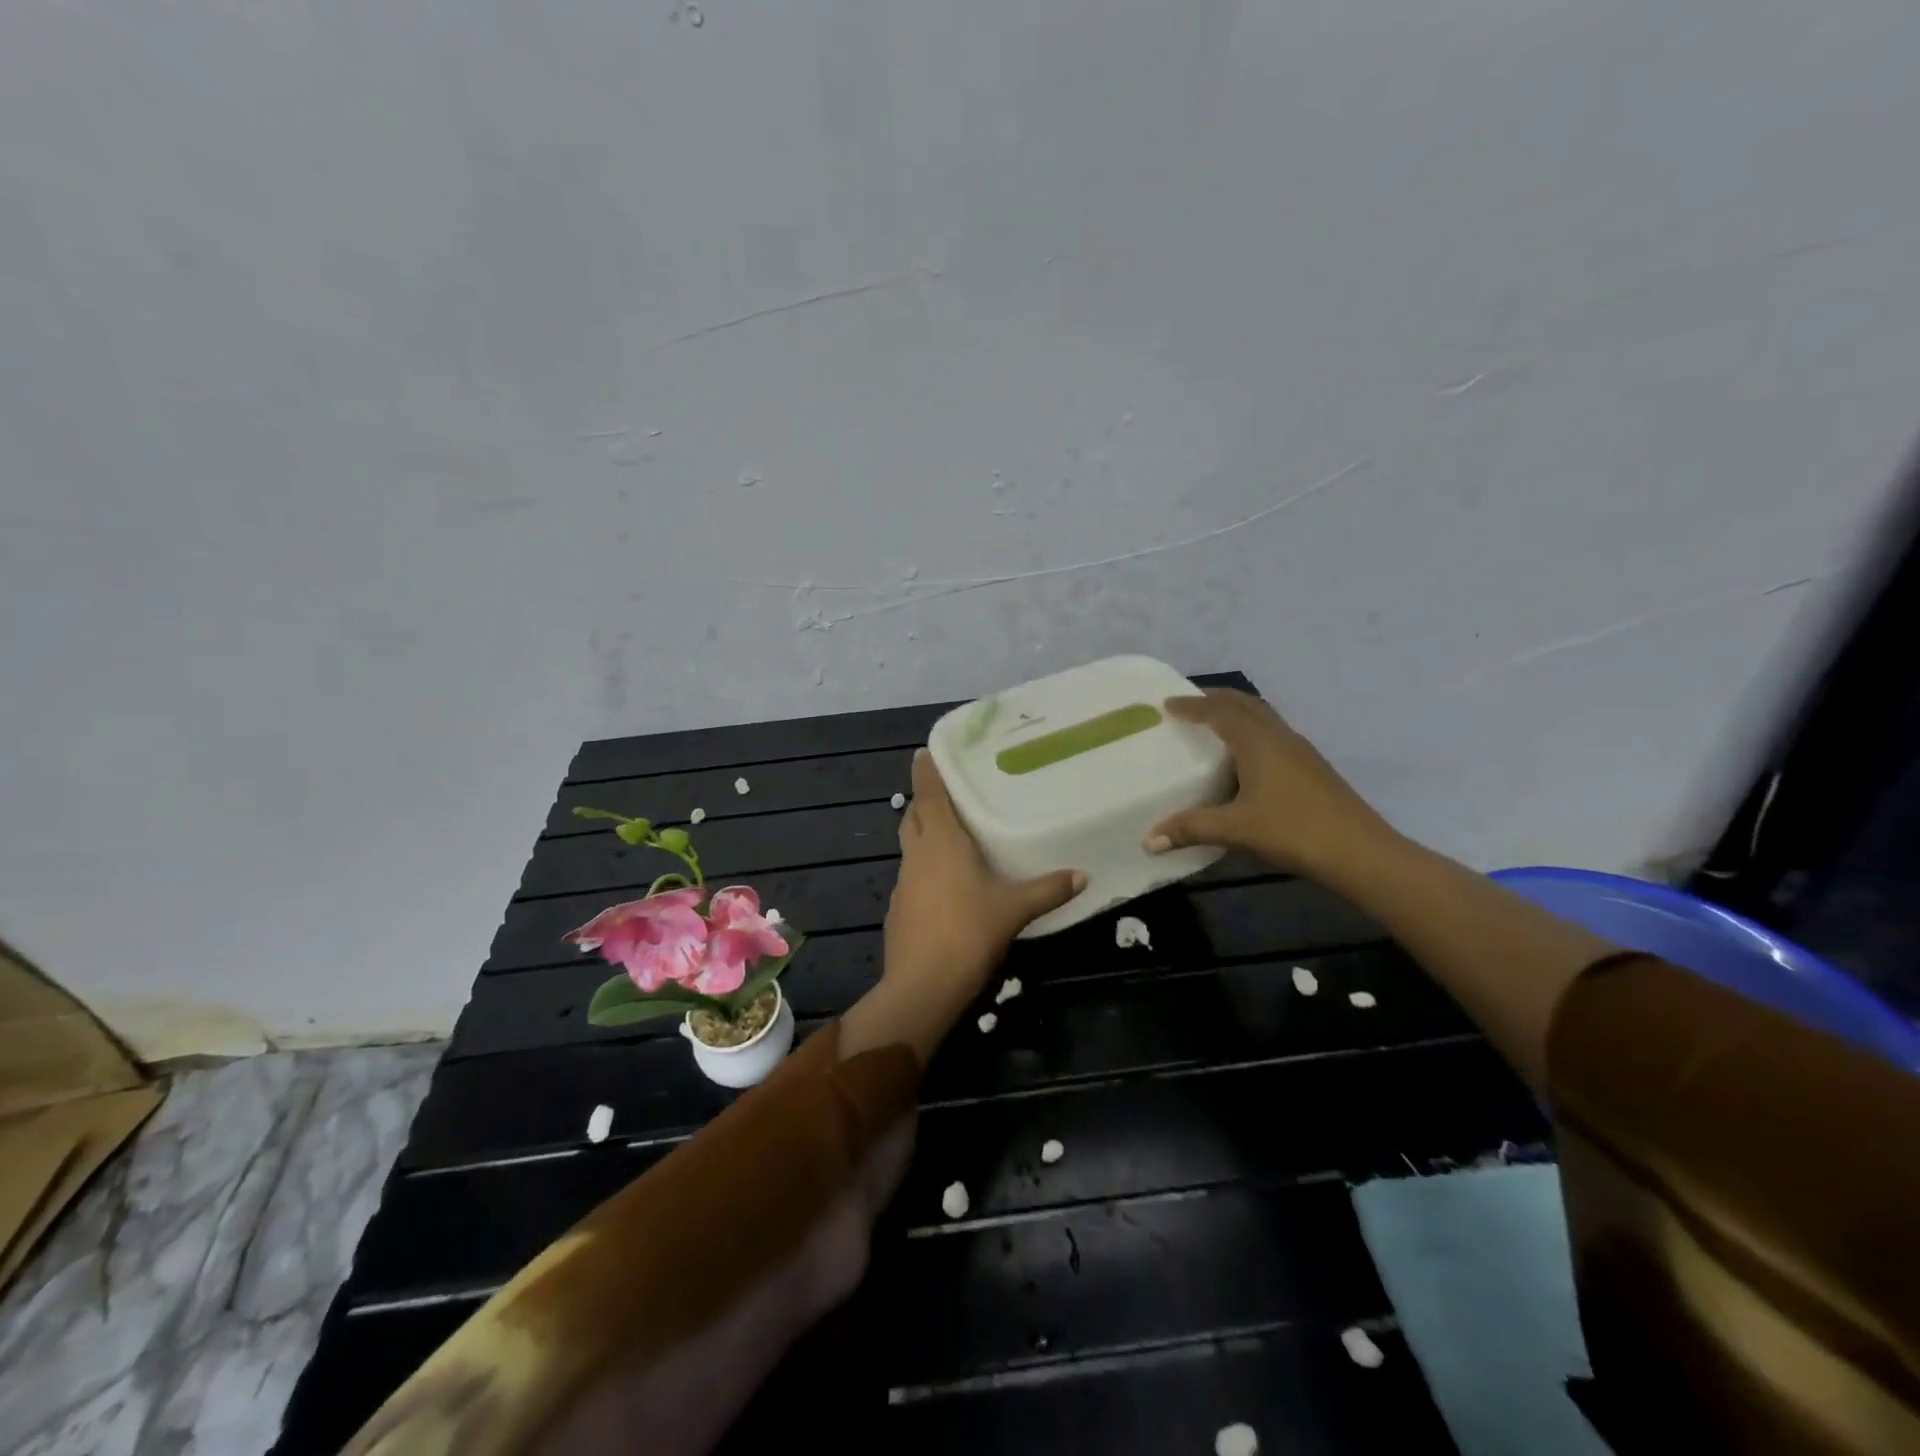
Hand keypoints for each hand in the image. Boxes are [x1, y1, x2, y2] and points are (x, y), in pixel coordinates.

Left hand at [888, 749, 1084, 992]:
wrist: (923, 985)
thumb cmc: (968, 932)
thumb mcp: (1014, 910)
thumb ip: (1047, 890)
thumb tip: (1082, 876)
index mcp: (941, 842)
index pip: (929, 794)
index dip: (925, 771)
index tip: (923, 752)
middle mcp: (916, 854)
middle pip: (913, 816)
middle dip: (924, 802)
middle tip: (946, 796)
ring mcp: (902, 882)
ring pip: (909, 846)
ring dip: (923, 835)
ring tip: (949, 838)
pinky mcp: (897, 908)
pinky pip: (910, 875)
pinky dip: (923, 869)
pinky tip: (943, 885)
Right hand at [1145, 689, 1395, 878]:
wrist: (1360, 852)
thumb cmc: (1294, 830)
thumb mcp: (1236, 829)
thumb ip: (1191, 829)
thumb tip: (1148, 840)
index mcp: (1259, 742)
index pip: (1220, 711)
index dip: (1192, 705)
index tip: (1167, 704)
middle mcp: (1280, 737)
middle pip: (1245, 704)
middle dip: (1215, 699)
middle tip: (1188, 704)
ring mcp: (1300, 751)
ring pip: (1263, 718)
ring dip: (1236, 713)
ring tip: (1213, 725)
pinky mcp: (1312, 768)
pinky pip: (1273, 735)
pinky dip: (1251, 732)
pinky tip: (1245, 758)